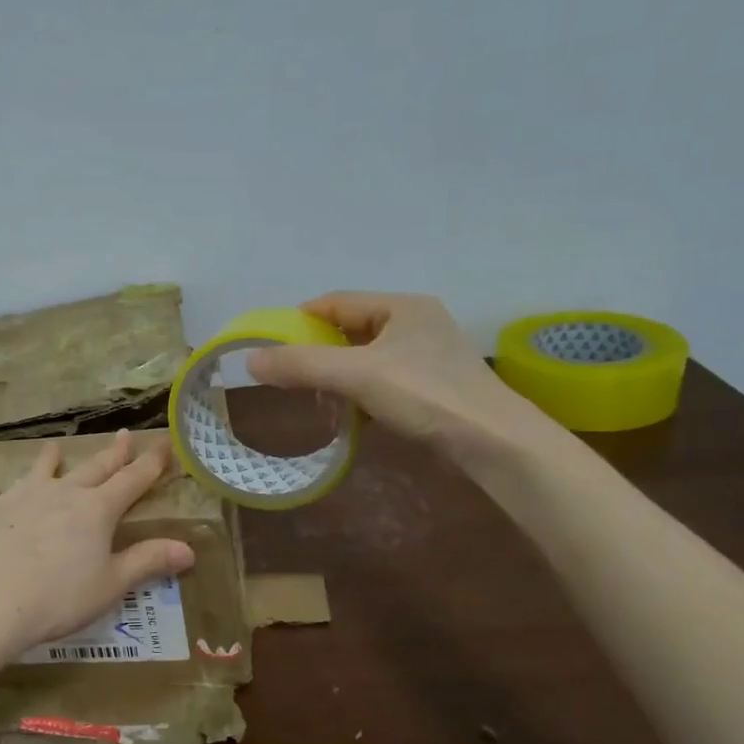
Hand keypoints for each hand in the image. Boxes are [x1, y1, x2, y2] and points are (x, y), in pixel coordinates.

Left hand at [0, 431, 195, 656]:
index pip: (132, 479)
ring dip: (51, 458)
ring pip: (41, 470)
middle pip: (93, 468)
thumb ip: (148, 561)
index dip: (151, 462)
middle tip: (124, 434)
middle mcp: (61, 493)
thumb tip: (188, 549)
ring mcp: (20, 497)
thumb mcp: (111, 585)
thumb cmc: (59, 599)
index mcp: (96, 510)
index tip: (164, 443)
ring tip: (54, 446)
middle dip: (113, 453)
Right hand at [246, 292, 560, 461]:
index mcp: (402, 306)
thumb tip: (250, 359)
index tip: (271, 342)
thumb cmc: (426, 394)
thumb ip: (302, 365)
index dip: (300, 319)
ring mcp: (428, 356)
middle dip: (318, 352)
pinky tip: (349, 415)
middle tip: (289, 374)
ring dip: (338, 376)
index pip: (337, 302)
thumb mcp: (357, 375)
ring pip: (366, 358)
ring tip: (316, 398)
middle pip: (350, 330)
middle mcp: (417, 323)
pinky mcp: (434, 386)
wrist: (494, 442)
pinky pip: (383, 380)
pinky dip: (360, 394)